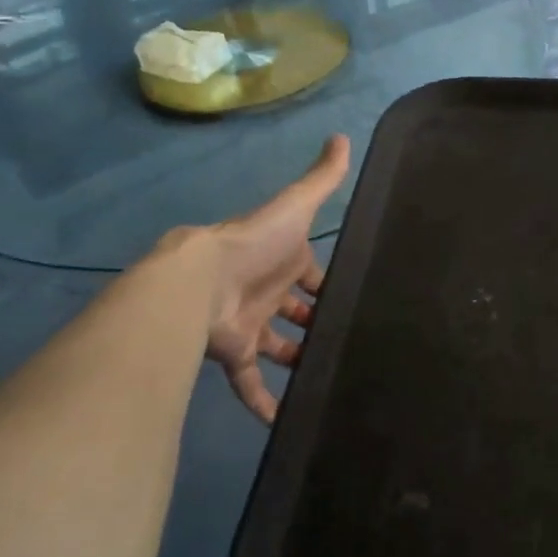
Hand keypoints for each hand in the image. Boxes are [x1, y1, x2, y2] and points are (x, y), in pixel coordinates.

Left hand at [202, 134, 351, 421]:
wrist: (201, 280)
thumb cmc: (255, 243)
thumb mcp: (296, 206)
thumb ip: (322, 178)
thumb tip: (343, 136)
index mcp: (284, 260)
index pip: (312, 274)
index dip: (329, 285)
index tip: (356, 299)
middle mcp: (268, 292)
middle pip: (297, 312)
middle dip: (317, 323)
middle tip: (348, 341)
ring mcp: (252, 324)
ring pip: (278, 347)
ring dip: (297, 360)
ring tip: (329, 376)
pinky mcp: (235, 354)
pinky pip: (251, 383)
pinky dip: (264, 402)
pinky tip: (285, 420)